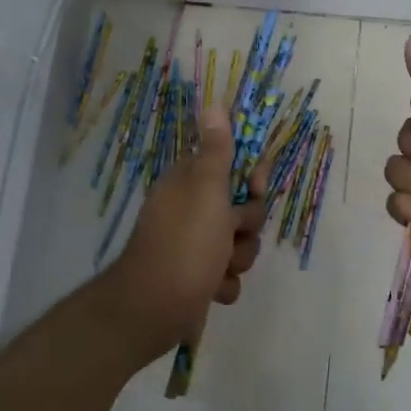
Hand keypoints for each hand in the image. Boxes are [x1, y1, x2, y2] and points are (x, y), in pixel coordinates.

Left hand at [106, 105, 268, 366]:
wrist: (155, 307)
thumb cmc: (185, 243)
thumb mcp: (206, 189)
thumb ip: (216, 150)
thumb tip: (212, 103)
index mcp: (190, 184)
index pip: (232, 167)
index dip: (252, 179)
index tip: (256, 188)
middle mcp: (191, 211)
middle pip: (243, 210)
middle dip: (246, 227)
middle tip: (231, 233)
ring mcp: (194, 247)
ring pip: (239, 245)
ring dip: (237, 259)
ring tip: (219, 268)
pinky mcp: (197, 279)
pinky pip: (227, 275)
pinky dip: (223, 284)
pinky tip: (210, 289)